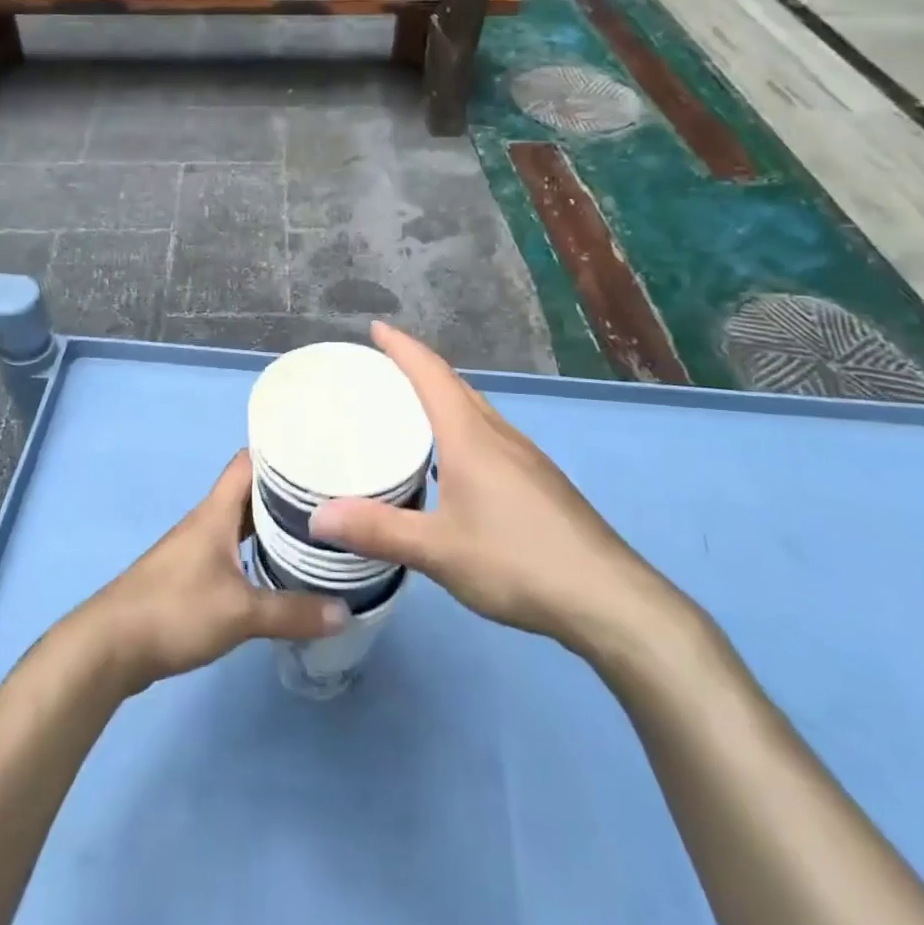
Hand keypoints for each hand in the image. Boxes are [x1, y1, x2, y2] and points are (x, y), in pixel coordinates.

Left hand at [78, 451, 347, 695]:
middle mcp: (208, 520)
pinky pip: (232, 548)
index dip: (281, 453)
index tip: (318, 457)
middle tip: (329, 498)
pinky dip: (256, 550)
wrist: (109, 646)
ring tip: (314, 530)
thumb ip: (293, 612)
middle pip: (250, 491)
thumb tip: (346, 611)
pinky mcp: (190, 574)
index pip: (250, 461)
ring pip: (241, 521)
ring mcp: (197, 547)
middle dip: (286, 491)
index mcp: (217, 511)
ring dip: (271, 523)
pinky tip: (277, 570)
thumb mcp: (240, 613)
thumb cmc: (174, 611)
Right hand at [308, 323, 685, 661]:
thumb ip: (377, 531)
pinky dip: (459, 428)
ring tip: (407, 411)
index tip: (376, 328)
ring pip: (474, 410)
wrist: (607, 597)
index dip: (401, 347)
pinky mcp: (538, 480)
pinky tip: (450, 464)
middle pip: (453, 384)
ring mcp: (524, 456)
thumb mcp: (438, 550)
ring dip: (440, 398)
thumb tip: (316, 517)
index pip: (430, 373)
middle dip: (417, 367)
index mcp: (470, 436)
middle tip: (379, 369)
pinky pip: (488, 434)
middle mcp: (498, 433)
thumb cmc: (517, 561)